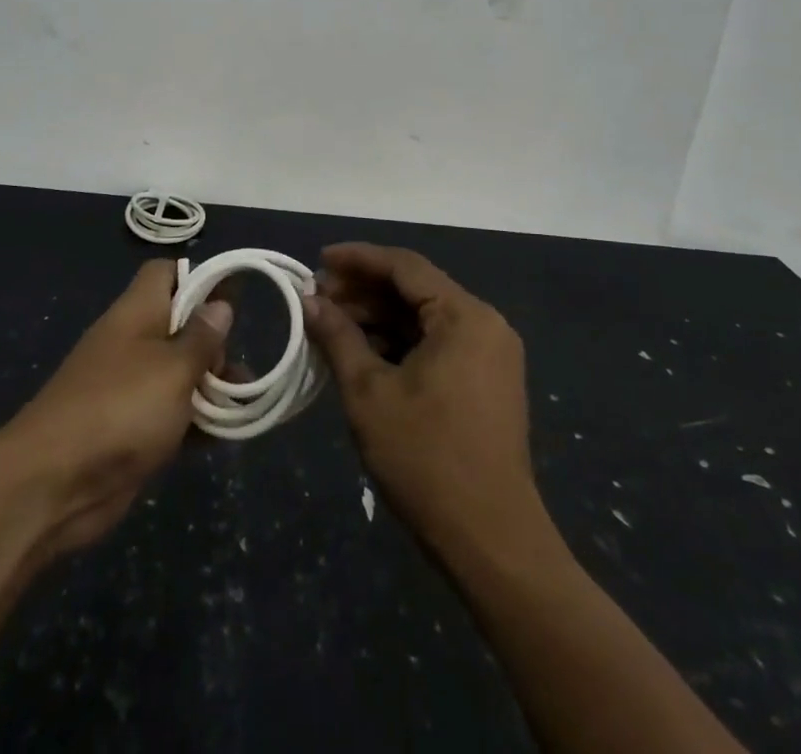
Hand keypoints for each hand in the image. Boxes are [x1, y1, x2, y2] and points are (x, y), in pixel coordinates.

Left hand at [0, 258, 231, 556]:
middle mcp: (132, 342)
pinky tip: (223, 437)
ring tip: (242, 405)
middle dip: (213, 343)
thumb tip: (220, 305)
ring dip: (209, 387)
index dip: (198, 278)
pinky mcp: (130, 429)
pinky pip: (170, 414)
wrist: (53, 483)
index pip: (166, 274)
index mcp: (136, 313)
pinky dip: (195, 422)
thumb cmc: (120, 409)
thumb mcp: (173, 368)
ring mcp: (129, 387)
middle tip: (236, 370)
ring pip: (178, 373)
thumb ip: (201, 338)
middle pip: (179, 325)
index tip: (231, 300)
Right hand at [302, 243, 543, 557]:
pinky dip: (399, 343)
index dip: (357, 259)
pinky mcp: (486, 382)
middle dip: (364, 292)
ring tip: (331, 325)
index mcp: (464, 316)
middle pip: (415, 289)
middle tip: (316, 299)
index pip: (404, 266)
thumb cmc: (426, 459)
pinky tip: (362, 353)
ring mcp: (490, 355)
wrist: (492, 543)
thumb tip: (309, 300)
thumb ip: (338, 336)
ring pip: (424, 318)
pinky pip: (437, 344)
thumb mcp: (369, 392)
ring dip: (378, 318)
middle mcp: (484, 324)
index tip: (317, 261)